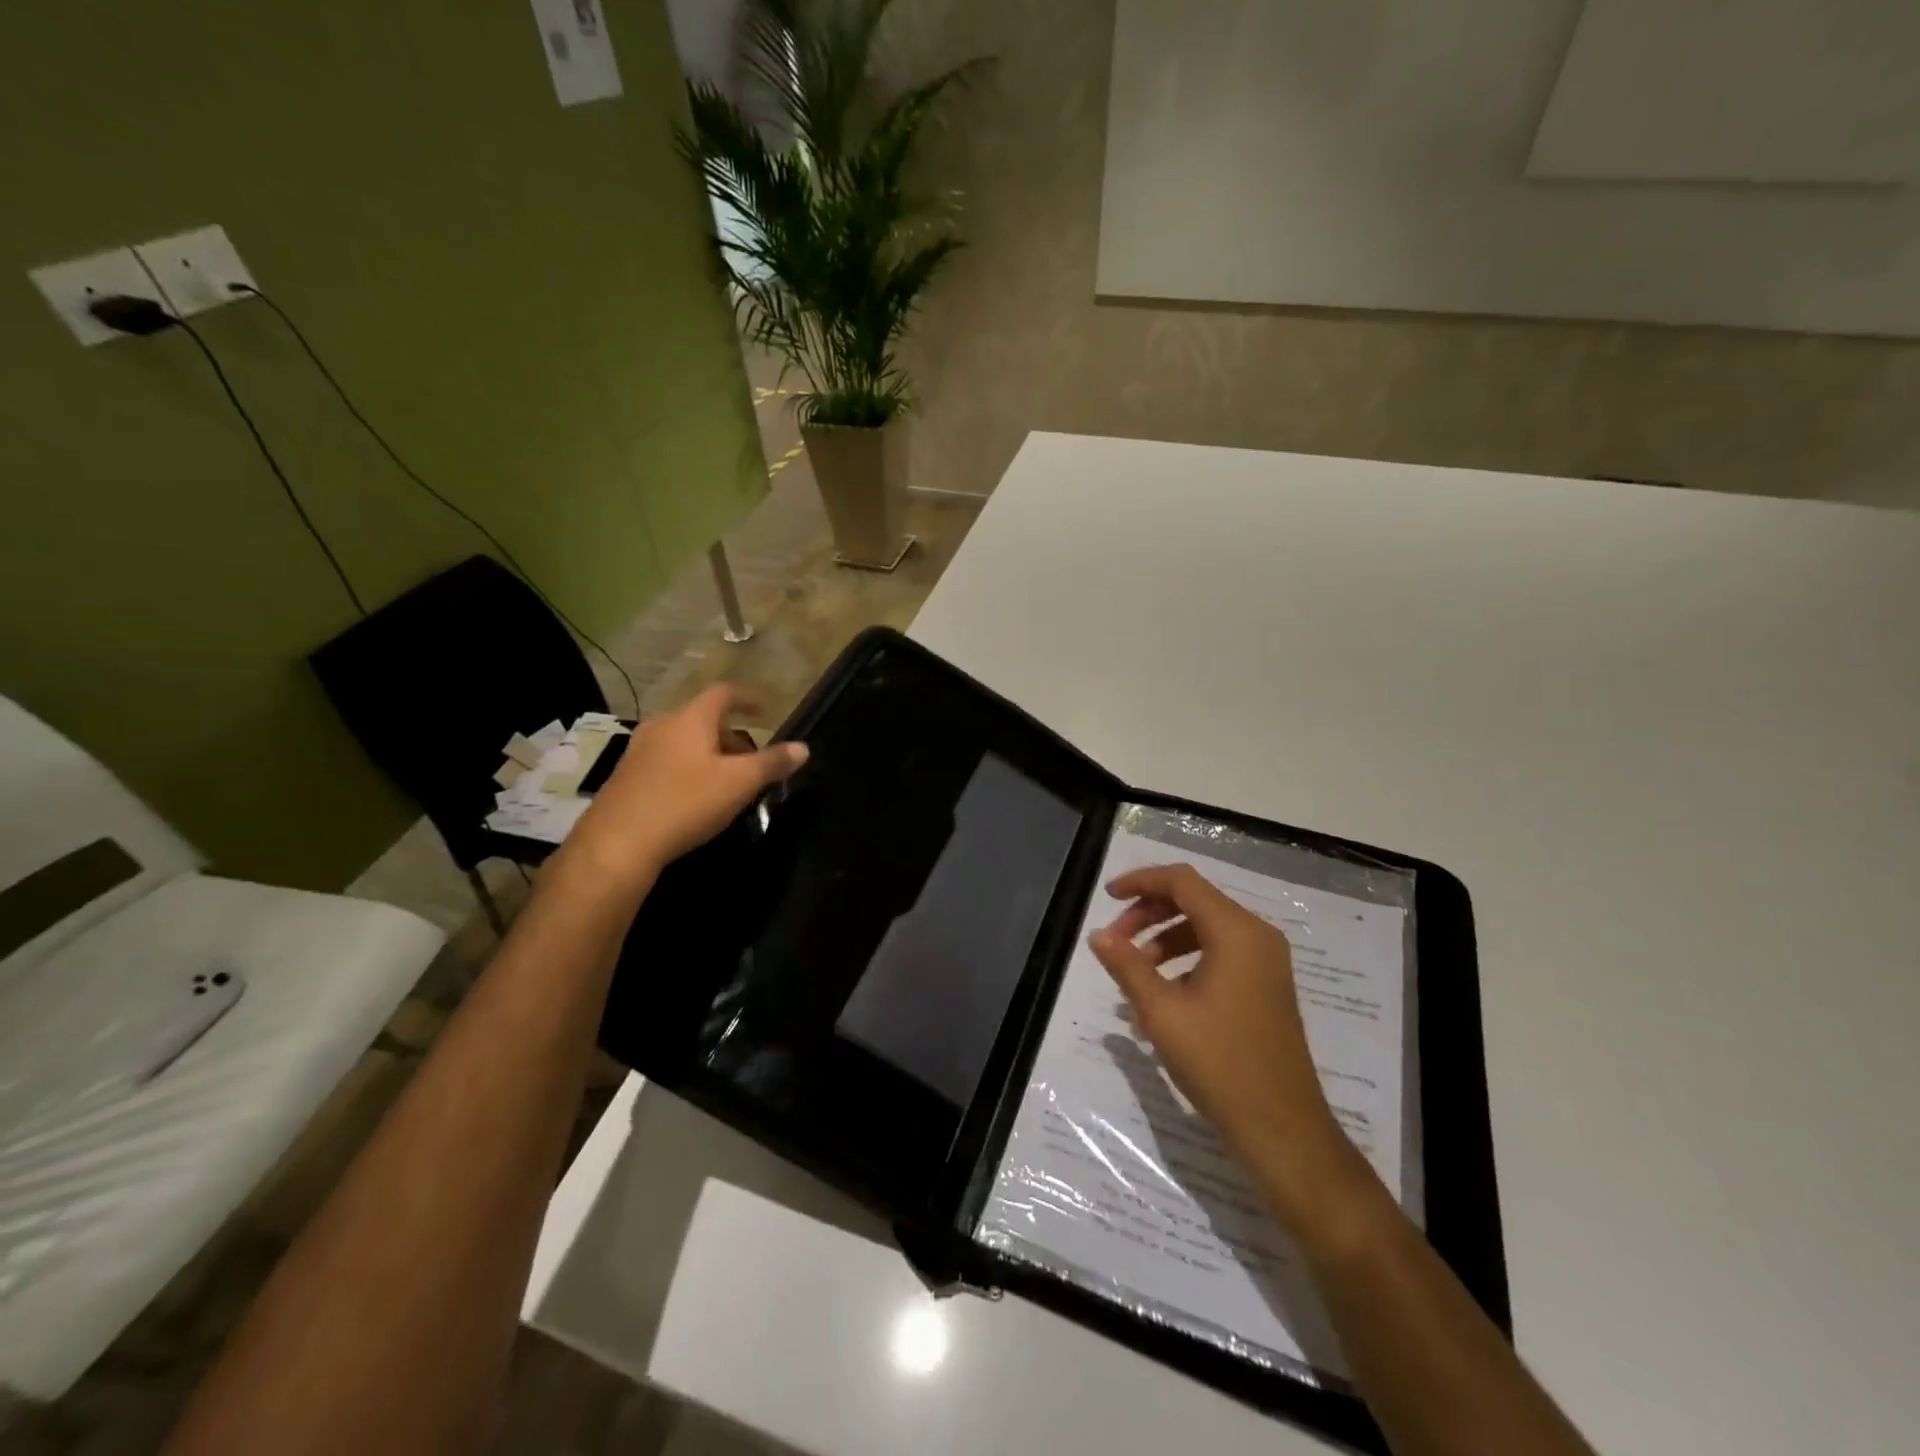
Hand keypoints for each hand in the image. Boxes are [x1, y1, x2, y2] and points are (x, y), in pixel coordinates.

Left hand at [554, 685, 806, 893]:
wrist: (618, 843)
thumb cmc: (685, 802)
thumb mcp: (739, 783)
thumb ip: (772, 763)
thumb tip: (803, 747)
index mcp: (690, 719)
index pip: (724, 693)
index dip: (748, 698)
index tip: (766, 710)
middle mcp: (662, 725)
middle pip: (703, 718)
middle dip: (731, 734)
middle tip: (751, 758)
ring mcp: (639, 750)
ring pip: (683, 740)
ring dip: (709, 752)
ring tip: (726, 780)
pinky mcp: (626, 776)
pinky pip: (666, 759)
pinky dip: (688, 767)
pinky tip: (695, 796)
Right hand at [1090, 863, 1372, 1224]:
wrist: (1282, 1129)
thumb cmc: (1219, 1064)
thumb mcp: (1162, 1012)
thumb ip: (1127, 966)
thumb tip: (1097, 935)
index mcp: (1236, 932)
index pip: (1182, 881)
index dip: (1141, 881)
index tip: (1107, 897)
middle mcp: (1256, 936)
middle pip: (1193, 900)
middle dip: (1148, 913)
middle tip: (1115, 942)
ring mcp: (1266, 962)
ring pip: (1205, 927)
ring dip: (1164, 937)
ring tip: (1133, 971)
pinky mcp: (1266, 985)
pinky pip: (1219, 952)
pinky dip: (1185, 958)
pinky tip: (1161, 992)